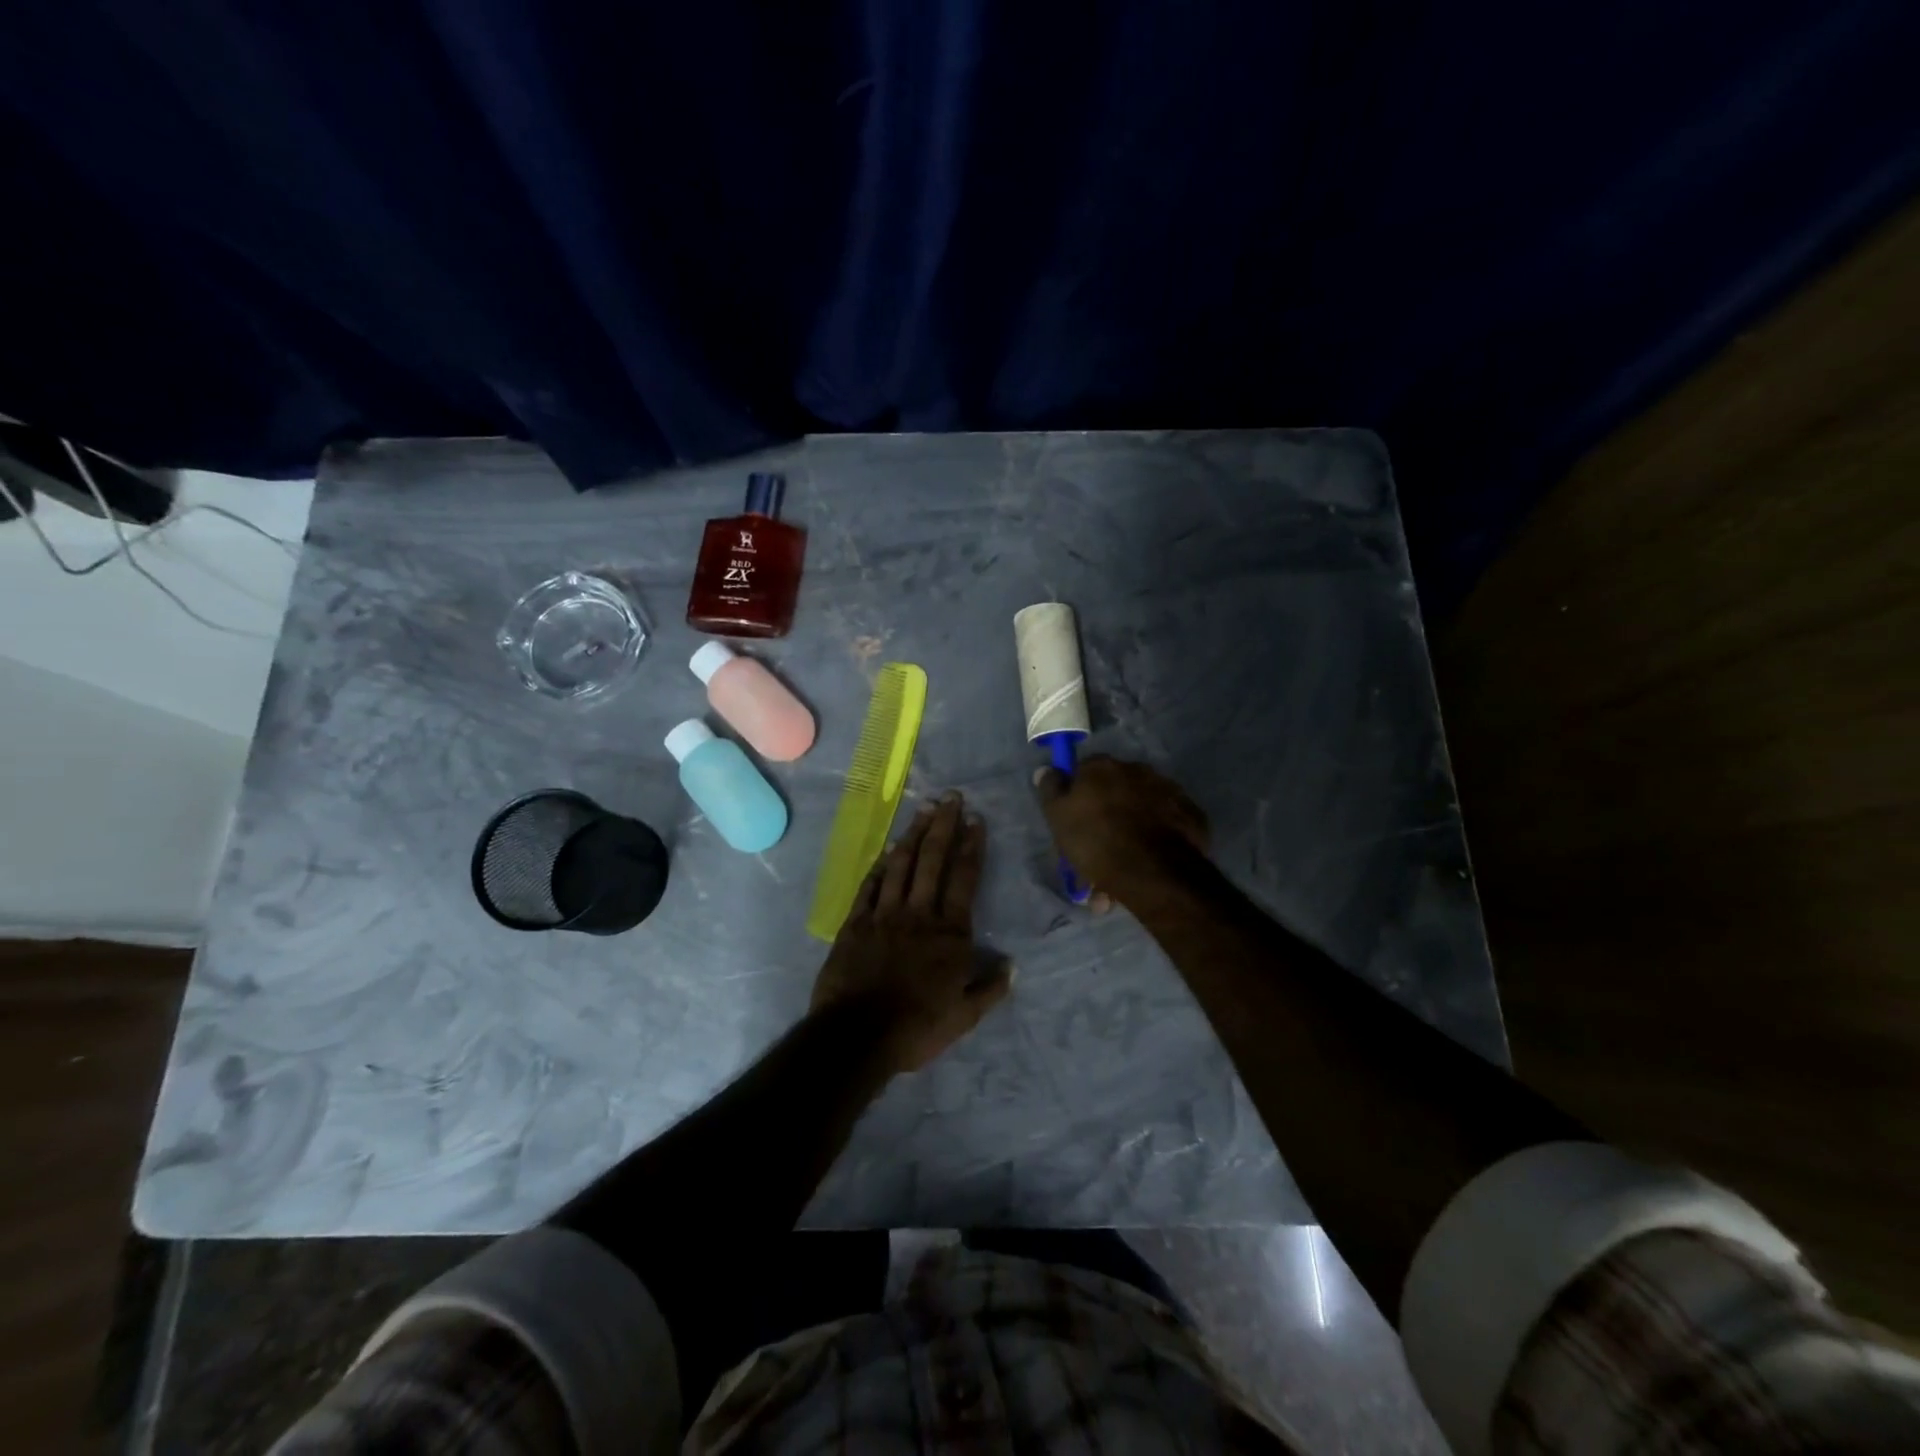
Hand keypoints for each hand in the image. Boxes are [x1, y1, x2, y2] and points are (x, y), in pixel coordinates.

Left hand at [811, 792, 1013, 1073]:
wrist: (857, 1035)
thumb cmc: (917, 1027)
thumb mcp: (965, 1017)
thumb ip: (989, 989)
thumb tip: (1012, 966)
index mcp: (950, 933)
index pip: (965, 879)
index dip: (972, 846)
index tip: (977, 820)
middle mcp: (919, 913)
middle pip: (933, 860)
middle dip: (945, 826)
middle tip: (951, 797)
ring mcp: (884, 914)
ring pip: (901, 865)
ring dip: (914, 835)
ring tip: (924, 810)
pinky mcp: (855, 923)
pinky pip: (869, 885)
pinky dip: (879, 865)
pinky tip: (886, 849)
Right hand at [1034, 756, 1209, 903]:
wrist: (1153, 872)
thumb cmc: (1096, 840)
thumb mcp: (1058, 817)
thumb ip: (1050, 789)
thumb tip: (1046, 769)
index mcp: (1103, 767)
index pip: (1084, 773)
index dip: (1077, 798)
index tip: (1074, 824)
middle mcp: (1138, 770)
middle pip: (1115, 793)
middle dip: (1105, 821)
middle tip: (1096, 856)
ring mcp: (1169, 791)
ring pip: (1140, 813)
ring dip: (1129, 835)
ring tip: (1120, 874)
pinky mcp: (1191, 816)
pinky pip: (1166, 826)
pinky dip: (1155, 841)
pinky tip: (1147, 865)